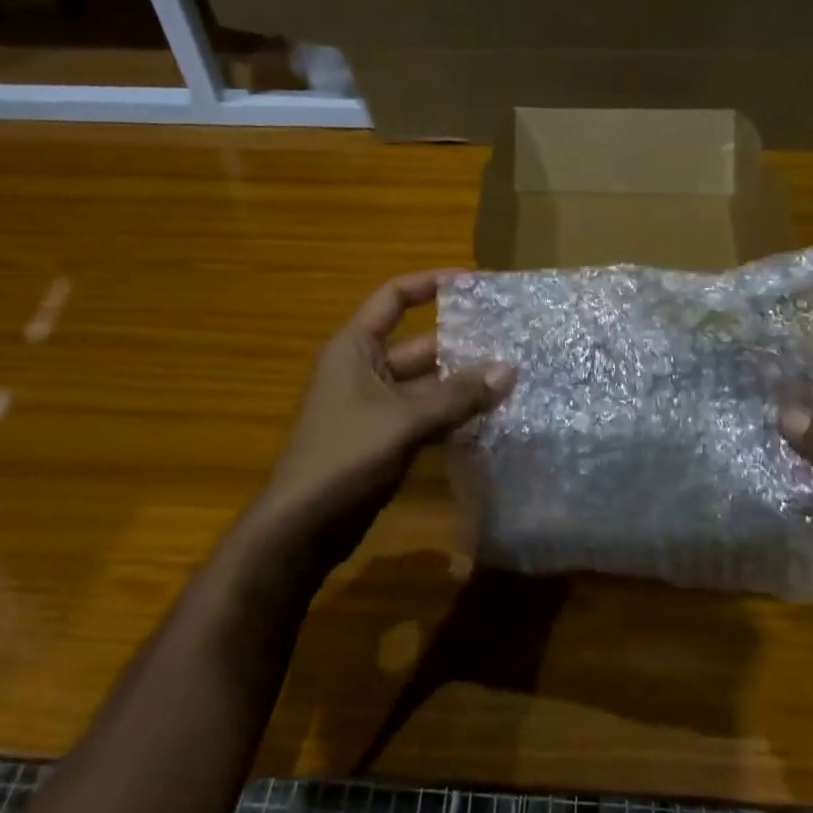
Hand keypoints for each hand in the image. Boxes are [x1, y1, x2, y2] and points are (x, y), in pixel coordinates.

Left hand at [245, 271, 512, 580]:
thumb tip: (509, 370)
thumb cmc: (345, 457)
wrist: (302, 529)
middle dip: (460, 345)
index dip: (430, 284)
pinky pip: (423, 416)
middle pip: (418, 344)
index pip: (394, 298)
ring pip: (425, 384)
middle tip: (510, 344)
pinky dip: (451, 417)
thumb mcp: (404, 420)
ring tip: (510, 381)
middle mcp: (363, 369)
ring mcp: (372, 407)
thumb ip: (457, 396)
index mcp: (355, 348)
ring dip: (460, 385)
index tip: (474, 283)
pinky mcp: (382, 439)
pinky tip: (488, 421)